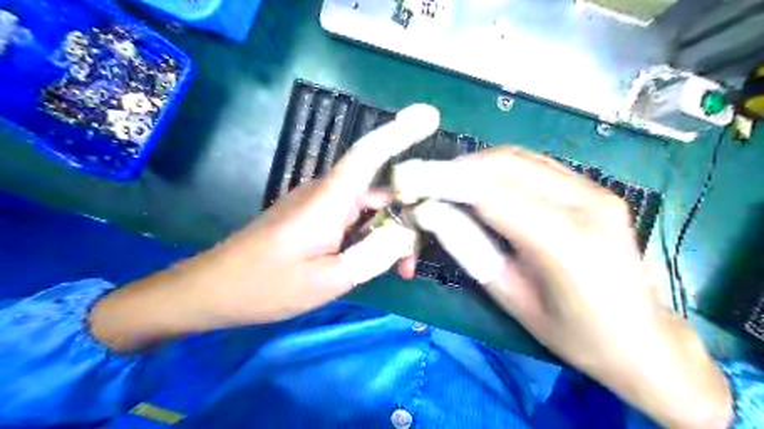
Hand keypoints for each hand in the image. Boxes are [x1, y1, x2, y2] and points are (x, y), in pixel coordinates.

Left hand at [91, 104, 438, 351]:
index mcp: (329, 200)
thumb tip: (406, 234)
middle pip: (380, 185)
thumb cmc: (265, 286)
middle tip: (417, 254)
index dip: (401, 131)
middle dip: (409, 212)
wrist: (213, 290)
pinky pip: (355, 218)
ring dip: (391, 231)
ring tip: (402, 267)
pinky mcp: (315, 218)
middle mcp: (327, 193)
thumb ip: (372, 255)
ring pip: (370, 205)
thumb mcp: (327, 281)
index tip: (431, 116)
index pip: (369, 153)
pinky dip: (372, 236)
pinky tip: (379, 261)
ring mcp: (320, 205)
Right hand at [394, 146, 732, 427]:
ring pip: (518, 158)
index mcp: (565, 242)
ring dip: (474, 165)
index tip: (408, 179)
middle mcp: (585, 203)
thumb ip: (469, 248)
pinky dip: (498, 167)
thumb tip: (430, 212)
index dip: (443, 181)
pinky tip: (479, 182)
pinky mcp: (595, 187)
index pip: (490, 194)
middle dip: (454, 169)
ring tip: (444, 182)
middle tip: (421, 181)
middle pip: (503, 166)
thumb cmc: (574, 334)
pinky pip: (535, 164)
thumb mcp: (511, 298)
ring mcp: (595, 189)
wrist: (642, 339)